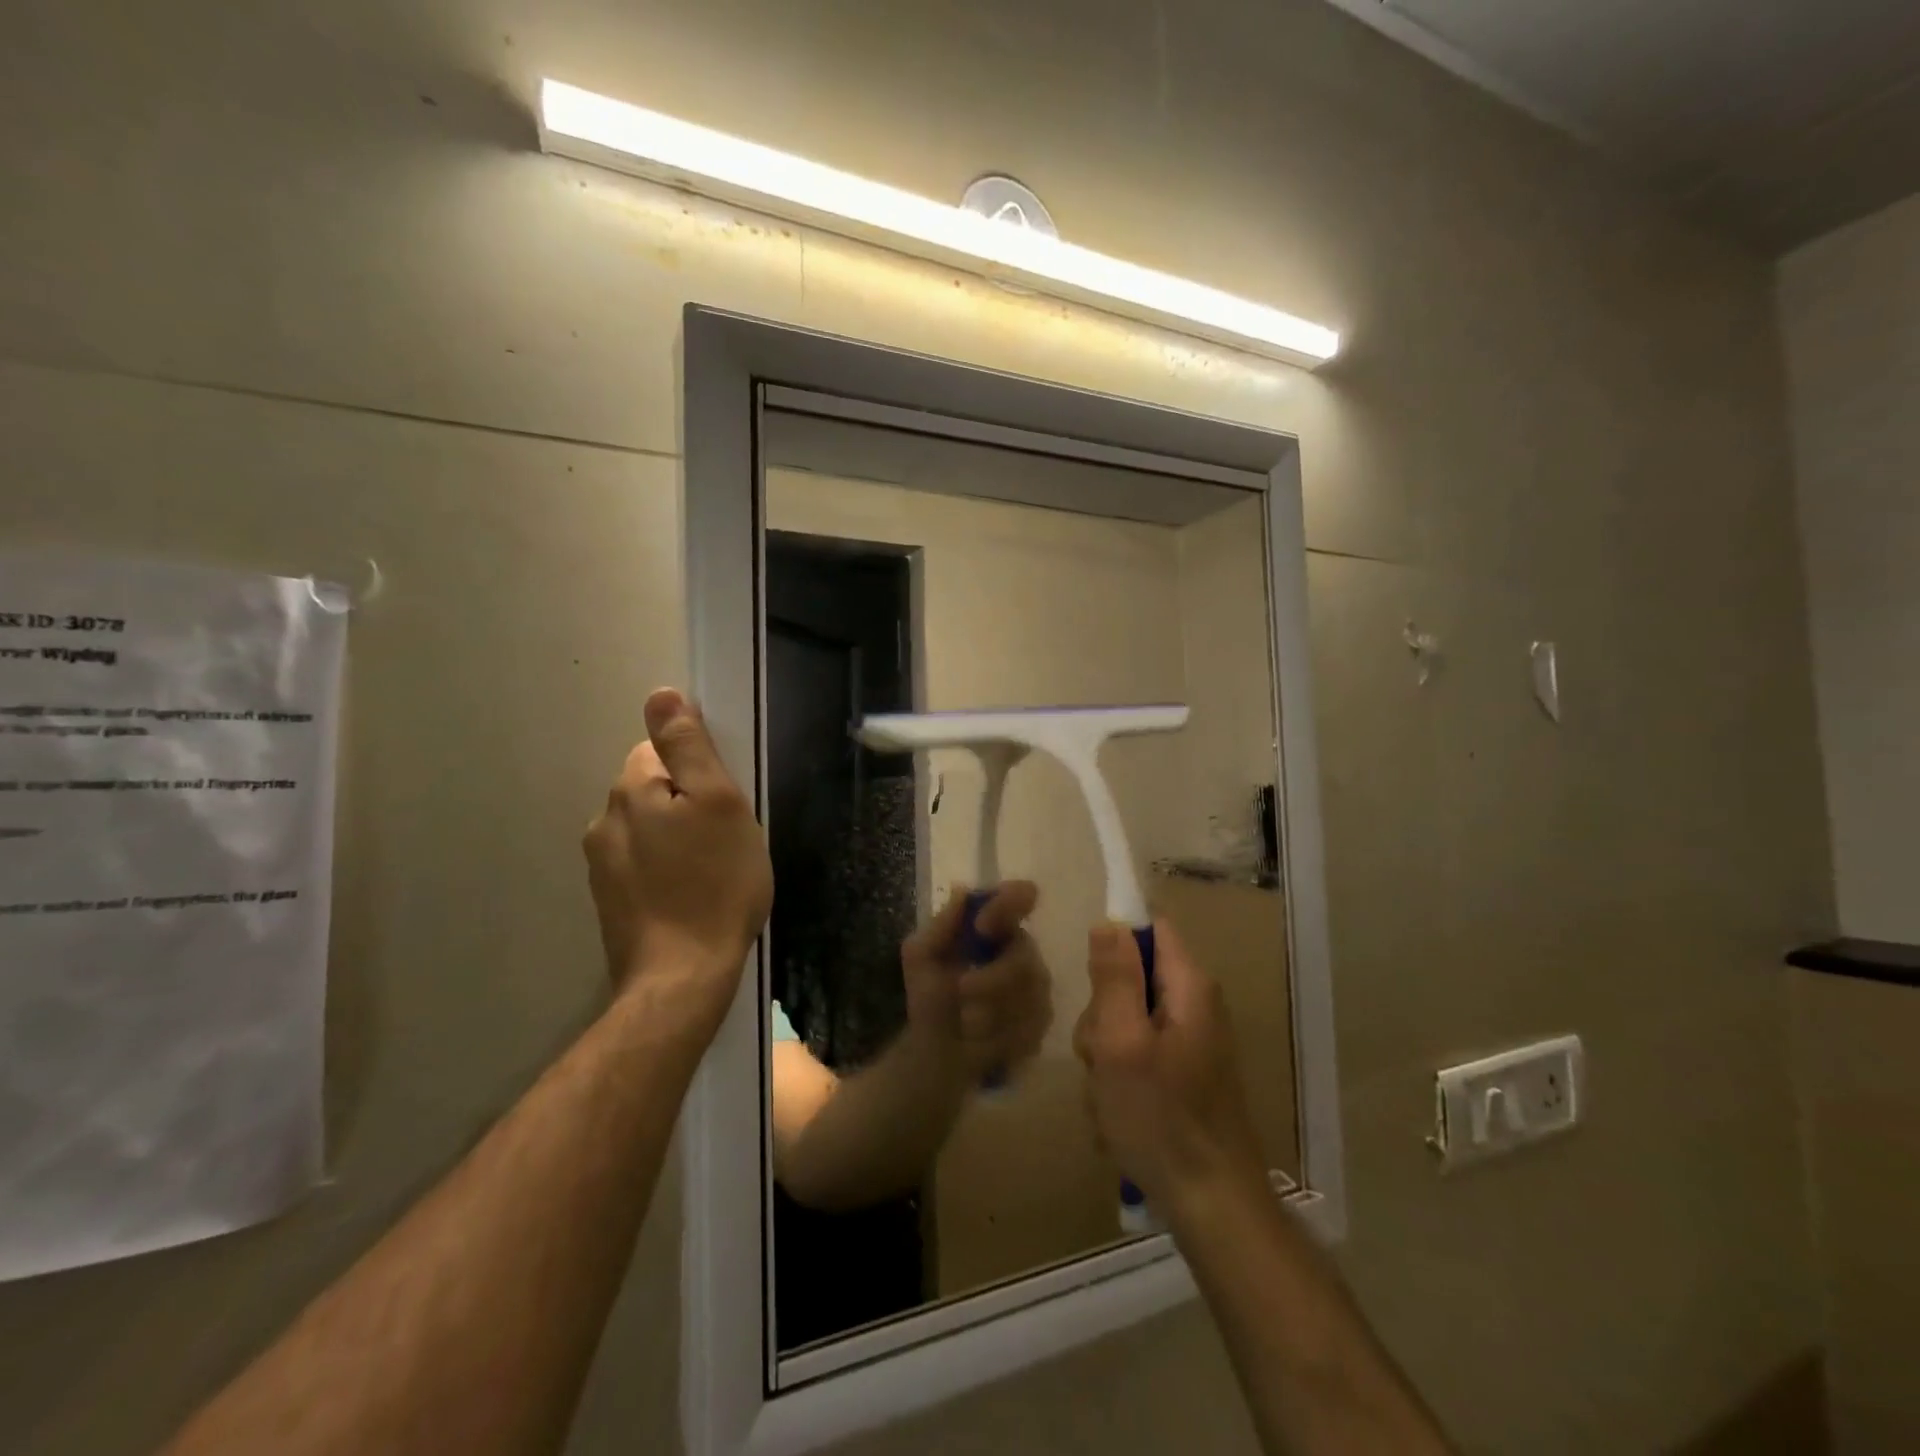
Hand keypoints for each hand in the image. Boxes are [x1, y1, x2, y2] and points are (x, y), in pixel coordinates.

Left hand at [583, 688, 772, 1015]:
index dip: (697, 768)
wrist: (682, 977)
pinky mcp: (609, 901)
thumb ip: (688, 746)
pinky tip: (690, 894)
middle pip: (652, 788)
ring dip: (676, 837)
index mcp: (630, 791)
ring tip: (711, 870)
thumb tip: (661, 694)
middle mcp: (604, 821)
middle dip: (686, 802)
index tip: (724, 800)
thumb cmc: (714, 884)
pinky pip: (642, 864)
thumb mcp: (718, 803)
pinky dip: (665, 869)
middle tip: (725, 838)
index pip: (658, 749)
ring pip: (647, 828)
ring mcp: (601, 866)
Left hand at [901, 882, 1053, 1084]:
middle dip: (992, 978)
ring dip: (990, 1011)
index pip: (1021, 896)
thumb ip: (940, 926)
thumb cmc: (930, 998)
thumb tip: (962, 891)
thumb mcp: (921, 957)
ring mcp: (1037, 988)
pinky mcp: (1041, 1023)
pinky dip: (1000, 1035)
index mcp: (995, 927)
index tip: (982, 926)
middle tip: (962, 990)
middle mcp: (1022, 951)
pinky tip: (982, 1041)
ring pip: (1030, 993)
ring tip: (965, 1024)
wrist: (936, 1054)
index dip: (1010, 904)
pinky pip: (1031, 1025)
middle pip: (1025, 954)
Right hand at [1073, 919, 1264, 1218]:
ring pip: (1124, 1023)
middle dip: (1101, 1015)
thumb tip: (1109, 921)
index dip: (1115, 937)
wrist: (1212, 1206)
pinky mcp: (1180, 1076)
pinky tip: (1117, 1117)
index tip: (1090, 976)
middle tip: (1100, 1056)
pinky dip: (1118, 1083)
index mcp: (1189, 987)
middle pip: (1129, 979)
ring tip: (1109, 1097)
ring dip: (1104, 1057)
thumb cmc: (1162, 1119)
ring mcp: (1187, 1044)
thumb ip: (1114, 977)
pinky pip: (1134, 1058)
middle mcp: (1193, 1007)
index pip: (1151, 927)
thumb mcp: (1123, 1042)